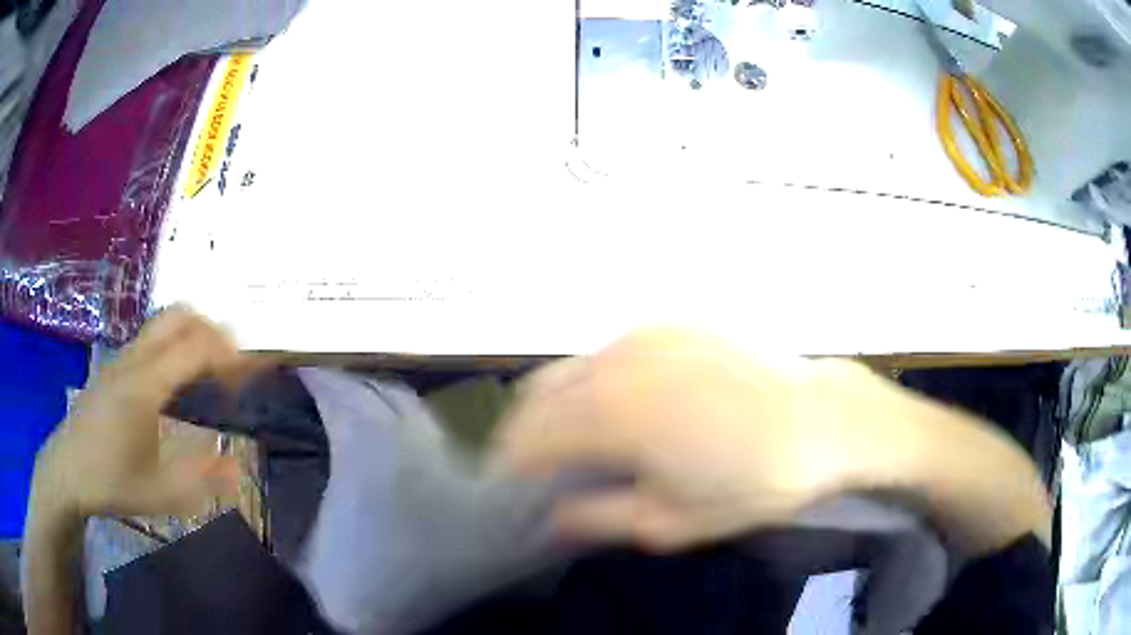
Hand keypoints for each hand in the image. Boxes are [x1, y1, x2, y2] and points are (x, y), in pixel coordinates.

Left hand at [33, 307, 246, 520]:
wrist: (67, 471)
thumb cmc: (111, 482)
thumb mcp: (160, 494)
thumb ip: (202, 480)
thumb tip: (239, 468)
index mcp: (145, 386)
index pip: (194, 347)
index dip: (228, 353)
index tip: (251, 372)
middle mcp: (134, 359)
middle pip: (179, 316)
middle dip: (213, 330)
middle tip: (233, 364)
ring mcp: (121, 357)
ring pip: (164, 322)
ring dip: (193, 333)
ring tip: (211, 369)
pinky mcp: (115, 365)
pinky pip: (152, 337)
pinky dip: (175, 343)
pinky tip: (179, 380)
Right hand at [493, 327, 907, 551]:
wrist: (824, 421)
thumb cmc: (754, 480)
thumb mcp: (673, 520)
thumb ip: (601, 517)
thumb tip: (552, 518)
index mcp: (614, 415)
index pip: (531, 438)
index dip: (511, 466)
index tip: (510, 488)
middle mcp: (619, 363)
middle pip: (540, 395)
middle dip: (524, 433)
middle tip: (534, 467)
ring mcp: (646, 336)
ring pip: (572, 367)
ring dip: (556, 405)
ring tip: (571, 439)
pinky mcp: (672, 325)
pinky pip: (610, 352)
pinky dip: (594, 380)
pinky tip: (618, 406)